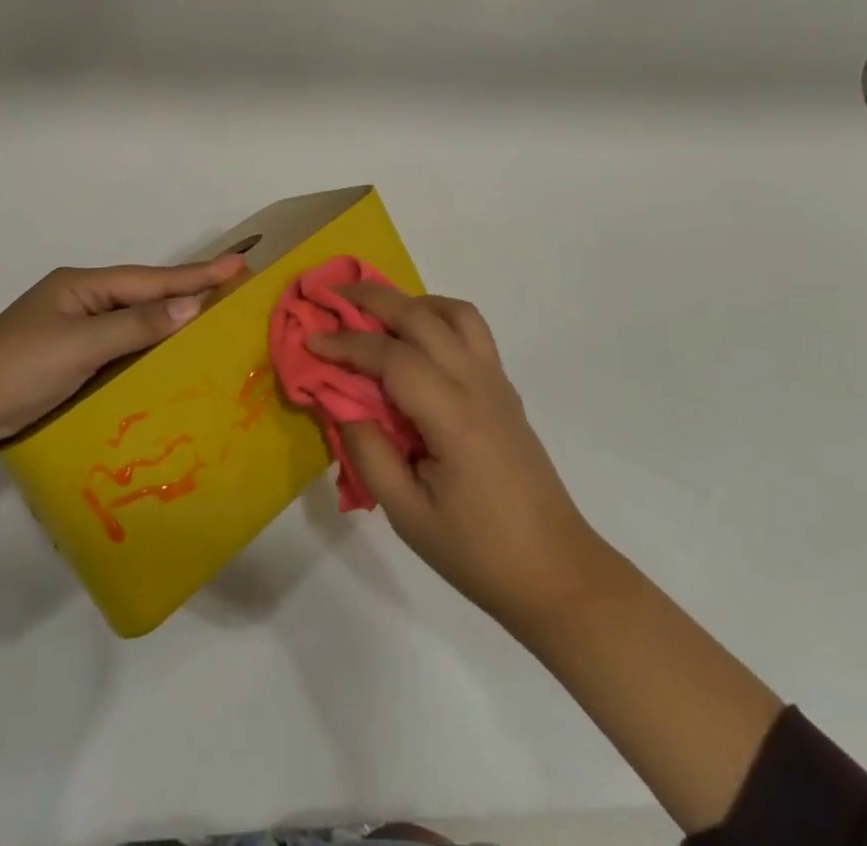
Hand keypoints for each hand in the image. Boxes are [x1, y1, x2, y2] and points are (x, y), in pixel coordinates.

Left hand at [0, 253, 247, 467]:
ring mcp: (69, 331)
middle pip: (142, 295)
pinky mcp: (65, 361)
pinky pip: (117, 347)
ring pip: (131, 322)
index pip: (150, 279)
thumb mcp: (79, 345)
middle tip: (232, 289)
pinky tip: (165, 358)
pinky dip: (144, 348)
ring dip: (167, 322)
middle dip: (186, 292)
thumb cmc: (17, 372)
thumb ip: (136, 325)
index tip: (239, 265)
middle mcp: (78, 301)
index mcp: (80, 285)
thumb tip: (192, 306)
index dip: (196, 274)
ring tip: (210, 320)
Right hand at [310, 285, 609, 634]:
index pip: (392, 357)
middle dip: (373, 298)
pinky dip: (438, 317)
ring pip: (455, 312)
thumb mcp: (407, 514)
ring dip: (412, 302)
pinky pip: (472, 331)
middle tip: (333, 295)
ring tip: (378, 315)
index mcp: (453, 416)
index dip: (347, 343)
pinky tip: (416, 342)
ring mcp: (497, 381)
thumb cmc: (477, 551)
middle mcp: (478, 384)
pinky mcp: (505, 389)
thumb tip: (340, 401)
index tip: (311, 338)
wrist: (555, 571)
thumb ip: (368, 451)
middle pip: (422, 317)